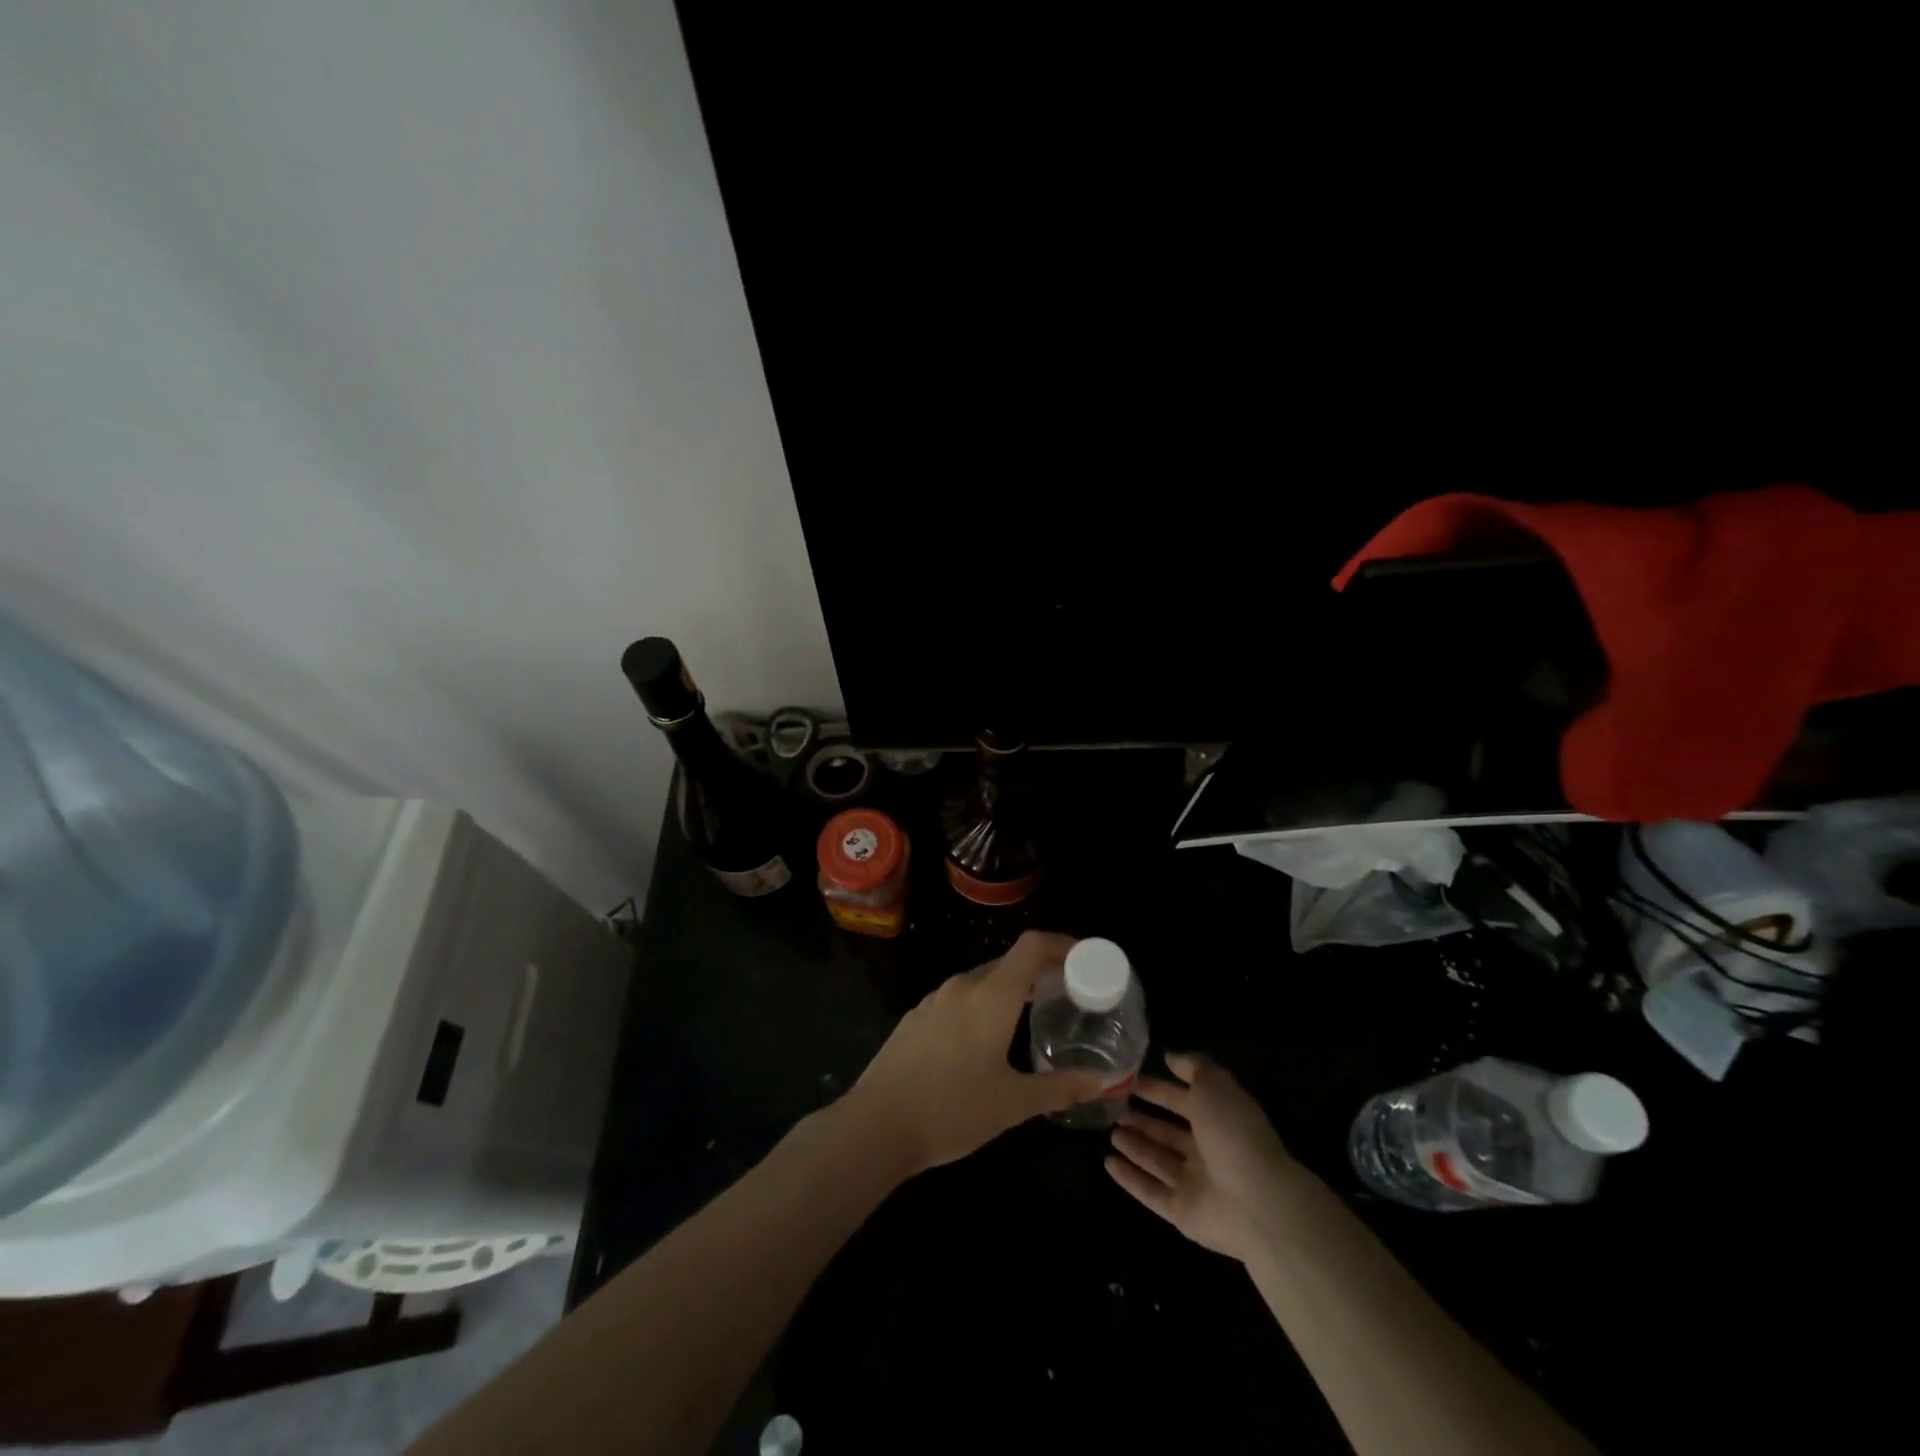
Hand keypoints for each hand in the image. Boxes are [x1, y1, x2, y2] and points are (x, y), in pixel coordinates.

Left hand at [840, 931, 1109, 1175]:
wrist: (874, 1126)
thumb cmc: (951, 1110)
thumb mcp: (1013, 1104)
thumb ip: (1060, 1088)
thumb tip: (1102, 1081)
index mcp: (991, 995)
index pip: (1032, 946)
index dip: (1062, 944)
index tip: (1085, 960)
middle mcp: (962, 986)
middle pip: (1009, 961)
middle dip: (1041, 970)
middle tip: (1068, 993)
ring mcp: (934, 999)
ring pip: (982, 979)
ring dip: (1012, 987)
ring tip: (1033, 1014)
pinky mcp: (916, 1017)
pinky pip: (959, 997)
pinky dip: (984, 1002)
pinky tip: (986, 1037)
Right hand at [1106, 1051, 1299, 1261]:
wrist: (1257, 1202)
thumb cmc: (1233, 1133)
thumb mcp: (1214, 1085)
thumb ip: (1193, 1066)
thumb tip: (1170, 1056)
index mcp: (1218, 1119)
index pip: (1182, 1100)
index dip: (1158, 1089)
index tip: (1129, 1079)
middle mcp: (1207, 1151)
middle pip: (1169, 1133)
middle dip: (1143, 1119)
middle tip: (1114, 1108)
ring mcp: (1195, 1184)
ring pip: (1158, 1161)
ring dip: (1135, 1146)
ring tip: (1111, 1133)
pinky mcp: (1182, 1213)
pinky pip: (1151, 1192)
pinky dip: (1130, 1179)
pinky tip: (1108, 1163)